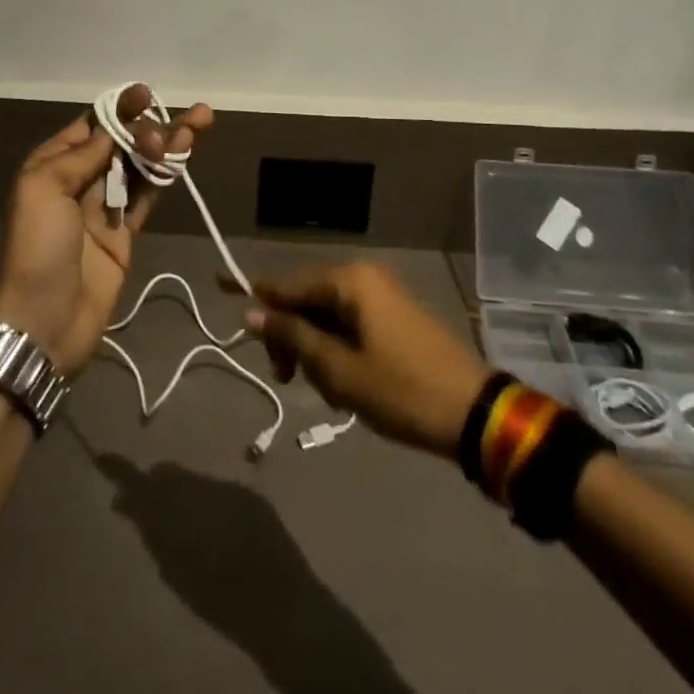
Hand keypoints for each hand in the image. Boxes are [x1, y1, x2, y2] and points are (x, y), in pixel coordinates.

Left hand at [0, 86, 212, 374]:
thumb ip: (81, 156)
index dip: (120, 108)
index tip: (147, 94)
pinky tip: (185, 157)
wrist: (37, 326)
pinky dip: (166, 177)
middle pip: (120, 142)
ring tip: (200, 123)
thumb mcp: (42, 190)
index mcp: (52, 165)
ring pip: (140, 167)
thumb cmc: (34, 249)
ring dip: (166, 146)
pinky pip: (148, 197)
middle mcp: (78, 181)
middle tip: (175, 128)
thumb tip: (113, 130)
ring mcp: (103, 209)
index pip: (91, 125)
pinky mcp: (124, 236)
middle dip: (149, 126)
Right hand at [242, 262, 489, 456]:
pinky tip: (345, 388)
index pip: (287, 284)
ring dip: (316, 351)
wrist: (476, 414)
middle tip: (286, 379)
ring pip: (327, 317)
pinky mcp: (395, 318)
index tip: (217, 282)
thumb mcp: (339, 369)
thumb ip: (293, 336)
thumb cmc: (401, 390)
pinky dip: (338, 352)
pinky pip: (351, 326)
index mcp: (349, 282)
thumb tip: (252, 311)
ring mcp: (383, 297)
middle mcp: (364, 279)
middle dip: (291, 337)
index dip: (253, 290)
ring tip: (329, 394)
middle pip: (306, 300)